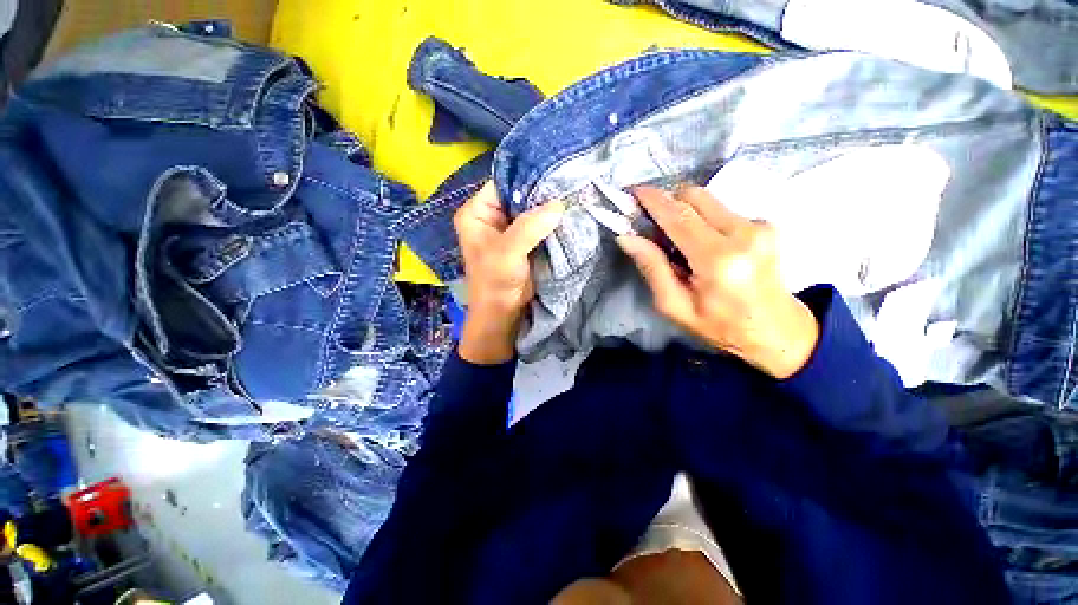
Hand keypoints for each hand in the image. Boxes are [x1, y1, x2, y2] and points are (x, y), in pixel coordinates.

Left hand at [454, 181, 563, 363]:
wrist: (502, 314)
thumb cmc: (495, 282)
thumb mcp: (507, 252)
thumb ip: (530, 226)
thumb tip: (559, 204)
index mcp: (477, 213)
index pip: (502, 182)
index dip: (527, 176)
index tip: (555, 170)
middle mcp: (491, 216)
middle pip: (519, 194)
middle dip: (542, 192)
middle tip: (570, 181)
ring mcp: (509, 229)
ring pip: (532, 209)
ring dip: (550, 207)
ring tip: (574, 193)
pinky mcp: (524, 241)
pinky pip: (539, 224)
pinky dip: (552, 221)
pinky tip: (569, 213)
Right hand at [618, 185, 818, 378]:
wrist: (778, 331)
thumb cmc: (720, 326)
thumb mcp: (674, 306)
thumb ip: (652, 268)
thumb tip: (627, 237)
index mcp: (717, 259)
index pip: (678, 216)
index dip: (652, 200)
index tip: (632, 192)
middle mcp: (743, 233)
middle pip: (694, 196)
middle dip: (667, 202)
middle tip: (651, 224)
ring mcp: (759, 225)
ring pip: (707, 201)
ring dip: (684, 213)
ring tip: (678, 243)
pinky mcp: (766, 224)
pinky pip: (721, 210)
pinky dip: (703, 220)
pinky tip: (702, 245)